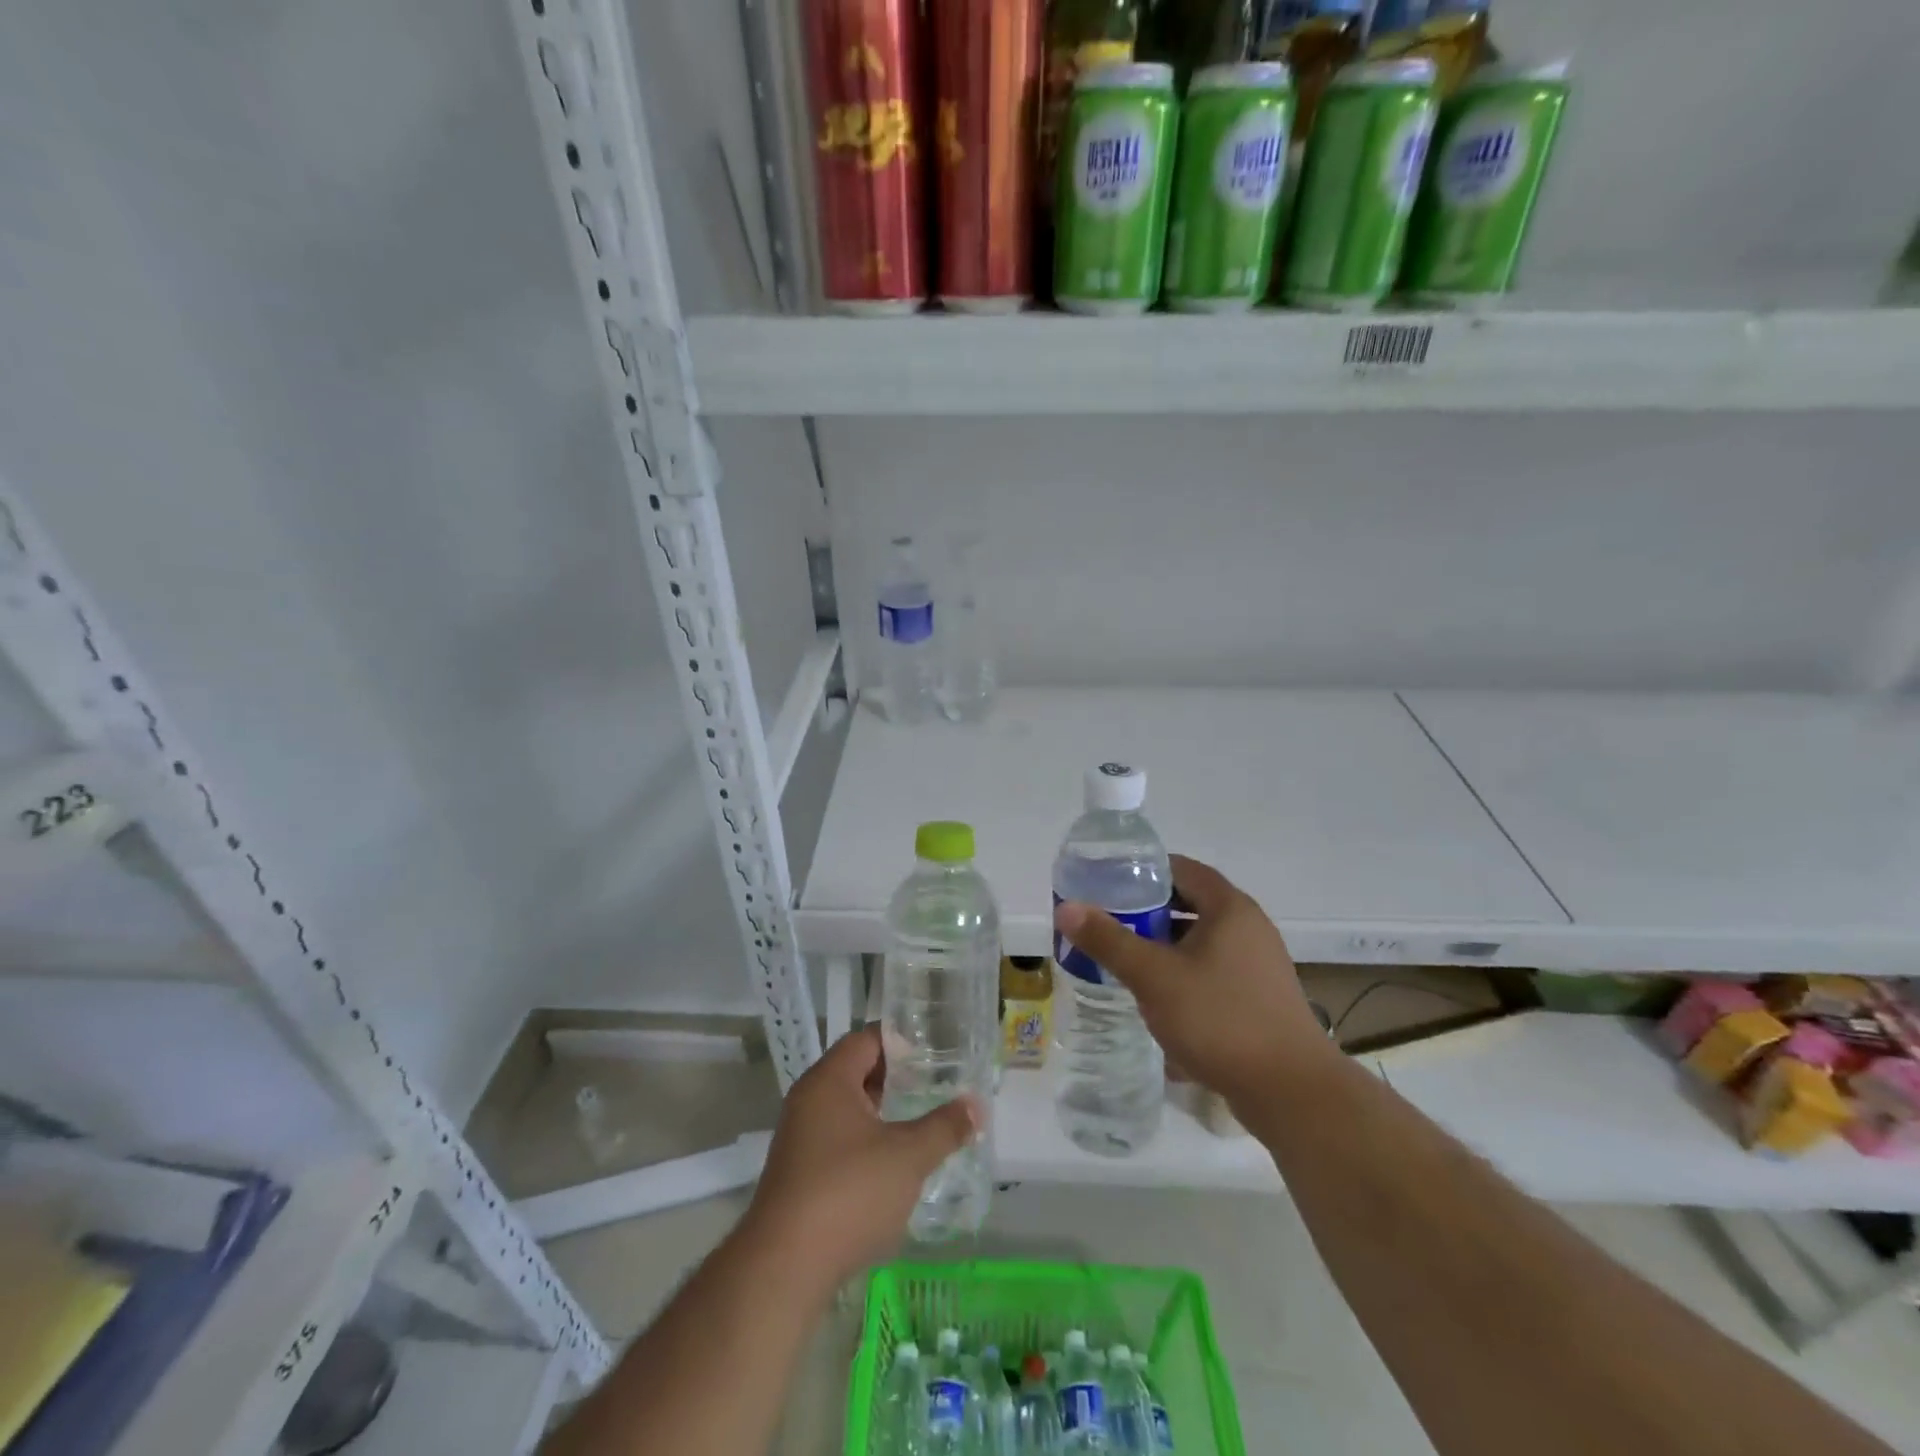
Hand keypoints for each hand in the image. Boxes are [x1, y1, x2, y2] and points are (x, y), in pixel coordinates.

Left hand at [745, 1026, 979, 1287]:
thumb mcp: (907, 1157)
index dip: (900, 1039)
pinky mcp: (798, 1175)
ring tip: (921, 1121)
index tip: (934, 1048)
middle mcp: (808, 1100)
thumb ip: (944, 1127)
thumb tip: (976, 1105)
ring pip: (847, 1110)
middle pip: (855, 1072)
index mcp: (829, 1080)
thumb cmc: (848, 1193)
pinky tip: (893, 1165)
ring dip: (881, 1113)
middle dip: (895, 1077)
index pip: (866, 1039)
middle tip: (935, 1083)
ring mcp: (799, 1139)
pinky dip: (866, 1142)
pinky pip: (837, 1141)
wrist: (783, 1268)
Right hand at [1054, 854, 1336, 1109]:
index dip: (1142, 871)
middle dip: (1146, 912)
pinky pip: (1212, 970)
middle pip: (1189, 904)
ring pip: (1199, 940)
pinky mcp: (1258, 997)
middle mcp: (1248, 928)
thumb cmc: (1220, 1019)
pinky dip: (1182, 973)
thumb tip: (1066, 907)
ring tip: (1123, 959)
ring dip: (1163, 946)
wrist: (1291, 1093)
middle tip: (1106, 922)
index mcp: (1229, 908)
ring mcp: (1257, 964)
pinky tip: (1157, 998)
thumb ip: (1109, 941)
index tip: (1106, 883)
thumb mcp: (1155, 977)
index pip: (1180, 869)